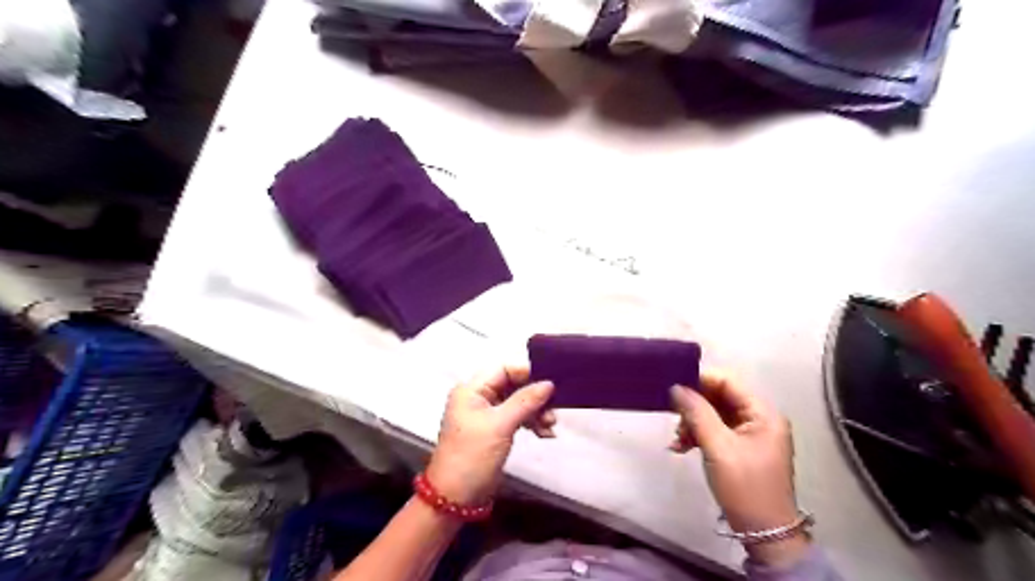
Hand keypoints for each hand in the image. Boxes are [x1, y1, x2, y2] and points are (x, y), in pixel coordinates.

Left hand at [423, 366, 552, 505]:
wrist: (455, 497)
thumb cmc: (473, 455)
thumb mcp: (501, 425)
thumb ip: (525, 401)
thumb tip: (549, 383)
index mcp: (472, 389)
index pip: (504, 369)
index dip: (527, 373)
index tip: (550, 383)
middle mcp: (478, 397)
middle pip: (513, 385)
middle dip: (535, 396)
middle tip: (554, 410)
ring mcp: (486, 414)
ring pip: (517, 402)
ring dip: (536, 412)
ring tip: (550, 426)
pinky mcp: (494, 430)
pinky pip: (516, 417)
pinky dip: (531, 423)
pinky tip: (545, 434)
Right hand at [671, 373, 807, 566]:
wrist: (764, 533)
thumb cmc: (745, 486)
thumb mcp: (718, 447)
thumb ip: (697, 413)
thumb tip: (676, 387)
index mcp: (762, 413)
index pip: (727, 382)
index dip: (699, 381)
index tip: (673, 389)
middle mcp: (759, 418)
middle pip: (719, 397)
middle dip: (694, 406)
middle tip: (674, 420)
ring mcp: (751, 434)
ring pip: (714, 414)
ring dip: (693, 423)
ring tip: (678, 440)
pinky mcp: (741, 448)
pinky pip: (715, 430)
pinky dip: (698, 435)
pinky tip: (682, 447)